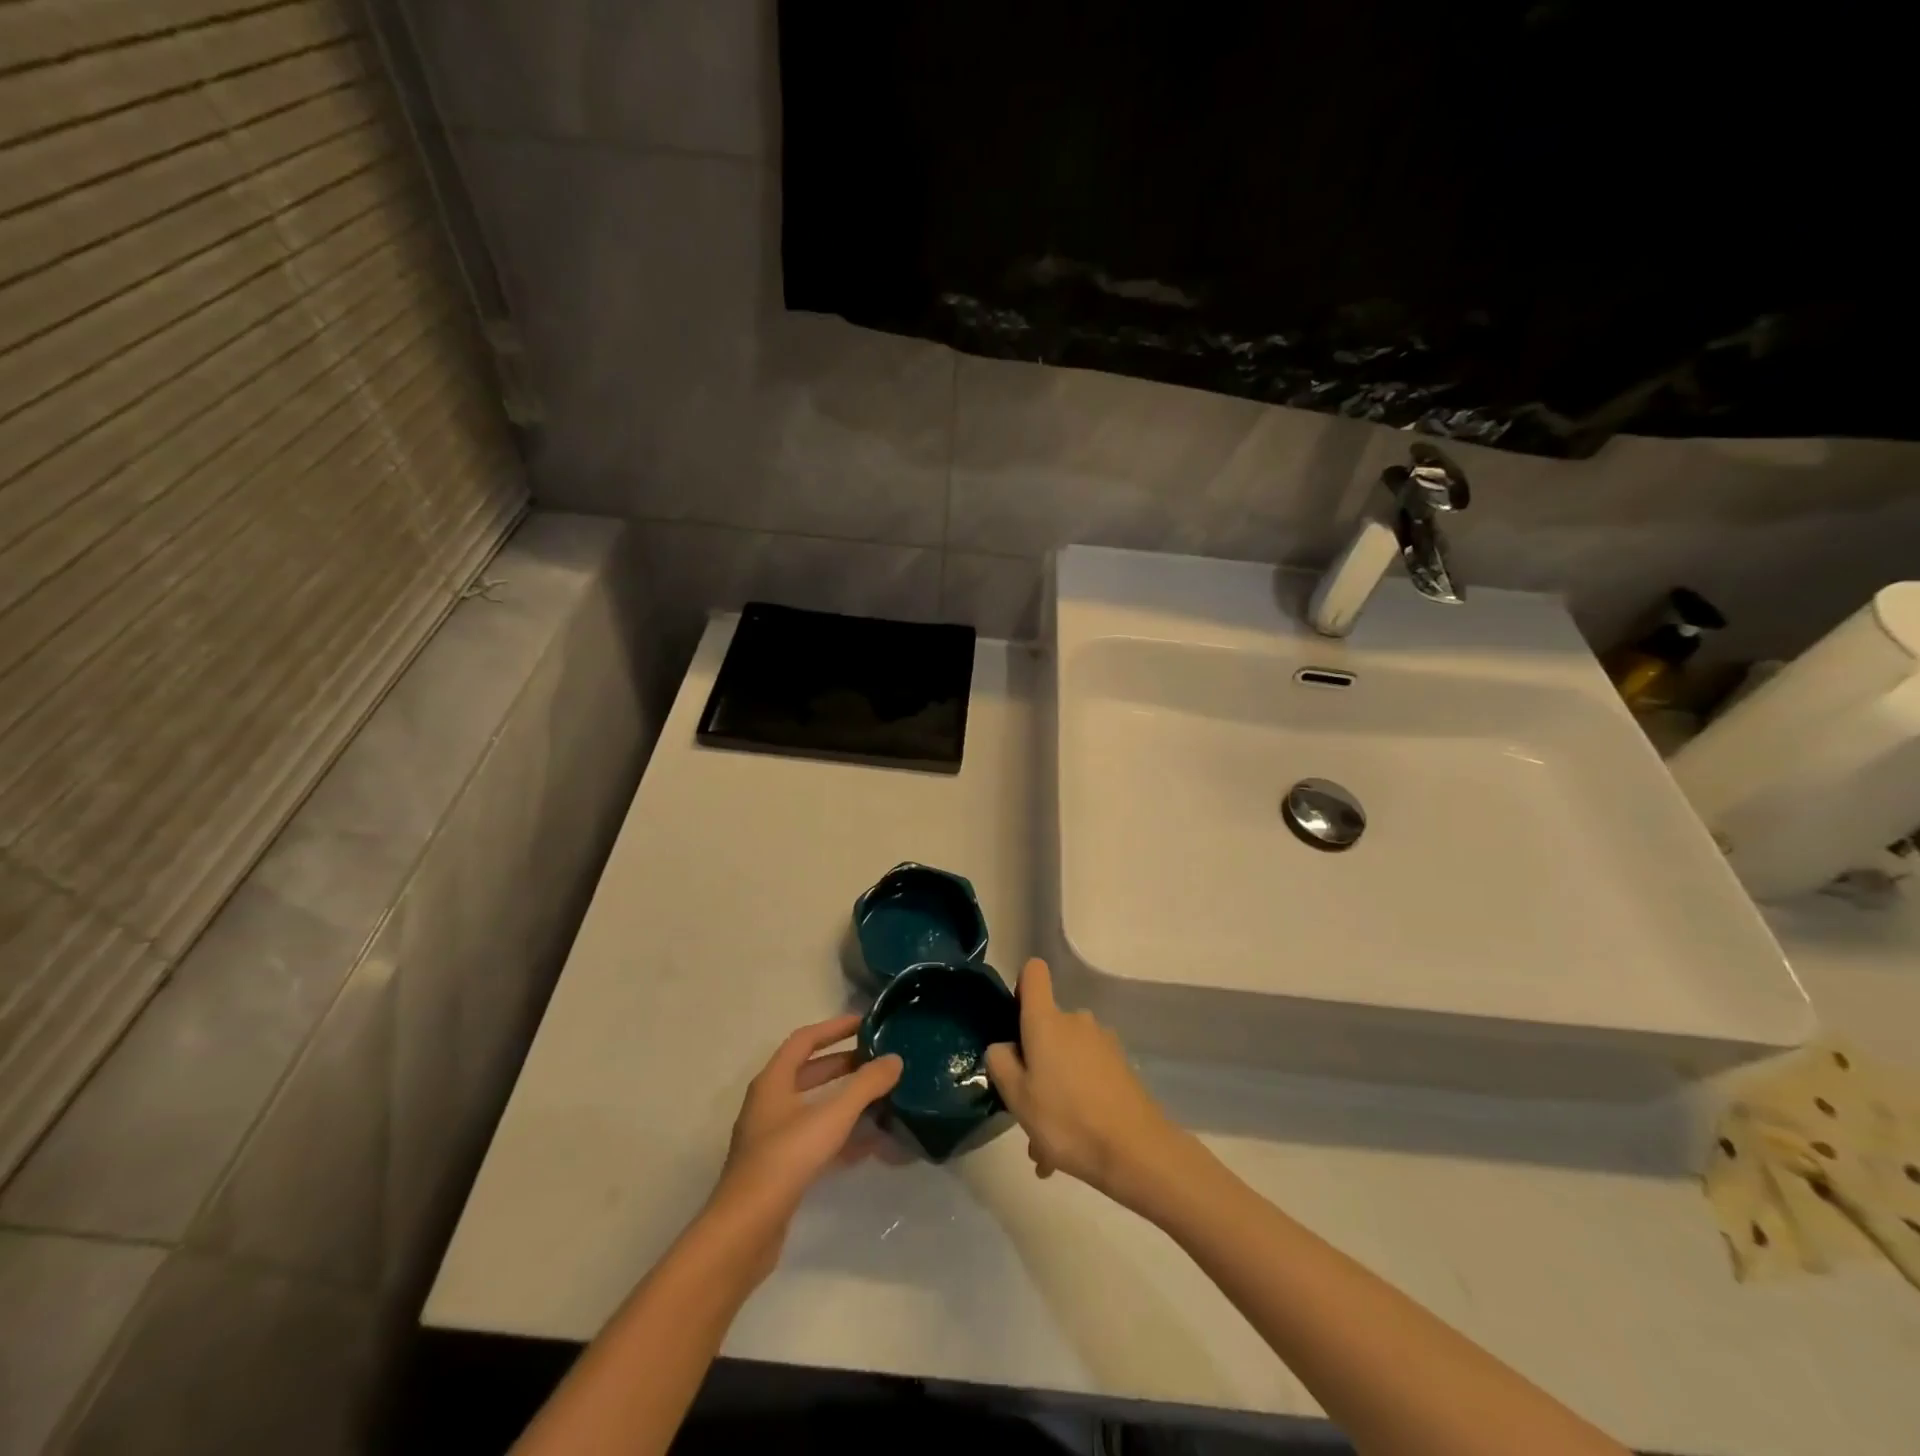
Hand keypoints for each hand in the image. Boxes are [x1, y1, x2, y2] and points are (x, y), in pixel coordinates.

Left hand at [705, 1015, 901, 1273]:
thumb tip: (895, 1059)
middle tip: (877, 1061)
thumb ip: (866, 1086)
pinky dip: (841, 1136)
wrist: (744, 1232)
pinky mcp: (779, 1169)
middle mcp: (769, 1103)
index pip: (804, 1040)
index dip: (834, 1028)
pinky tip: (869, 1145)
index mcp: (773, 1081)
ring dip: (845, 1101)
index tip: (865, 1024)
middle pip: (809, 1073)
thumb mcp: (831, 1117)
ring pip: (814, 1108)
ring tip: (881, 1100)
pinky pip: (815, 1139)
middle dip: (844, 1065)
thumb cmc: (785, 1160)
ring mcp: (772, 1138)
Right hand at [985, 959, 1186, 1203]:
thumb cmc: (1066, 1119)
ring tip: (1048, 1143)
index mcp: (1047, 1021)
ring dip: (1054, 1091)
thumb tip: (1004, 1047)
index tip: (1014, 1019)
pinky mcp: (1121, 1065)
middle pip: (1047, 1027)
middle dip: (1034, 1064)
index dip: (1021, 986)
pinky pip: (1086, 1076)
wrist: (1136, 1151)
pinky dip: (1076, 1101)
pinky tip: (1071, 1146)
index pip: (1033, 973)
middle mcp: (1076, 1021)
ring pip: (1066, 1059)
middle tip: (1027, 1110)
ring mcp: (1103, 1042)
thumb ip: (1000, 1063)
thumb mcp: (1017, 1097)